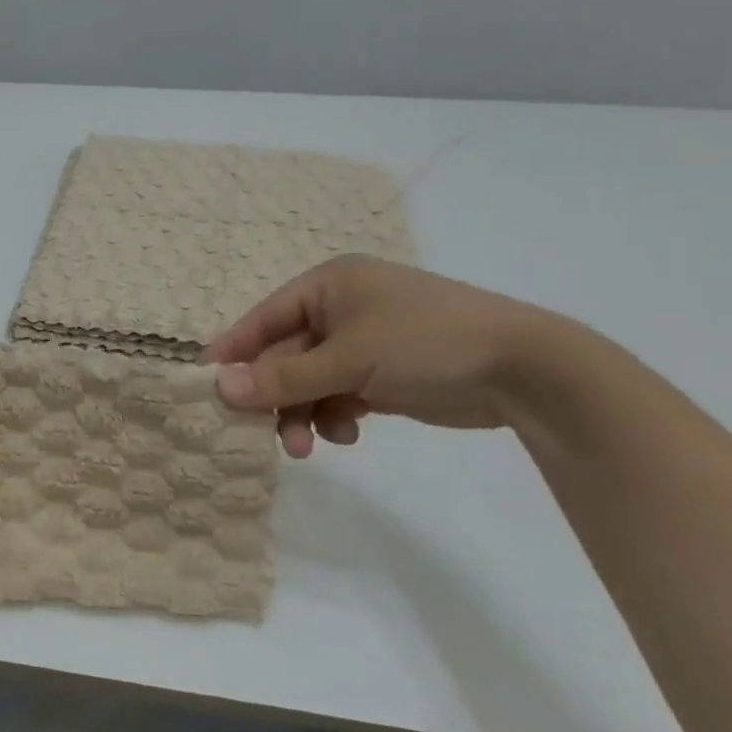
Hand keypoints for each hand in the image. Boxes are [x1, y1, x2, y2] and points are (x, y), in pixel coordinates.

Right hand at [206, 255, 558, 457]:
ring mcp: (364, 343)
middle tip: (261, 434)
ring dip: (303, 413)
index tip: (207, 386)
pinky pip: (339, 395)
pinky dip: (335, 416)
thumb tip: (218, 388)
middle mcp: (341, 309)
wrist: (524, 371)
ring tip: (307, 446)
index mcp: (328, 286)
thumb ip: (281, 377)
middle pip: (286, 355)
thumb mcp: (347, 360)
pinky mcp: (383, 374)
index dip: (234, 351)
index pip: (263, 318)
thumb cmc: (424, 343)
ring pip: (310, 381)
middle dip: (276, 396)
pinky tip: (348, 433)